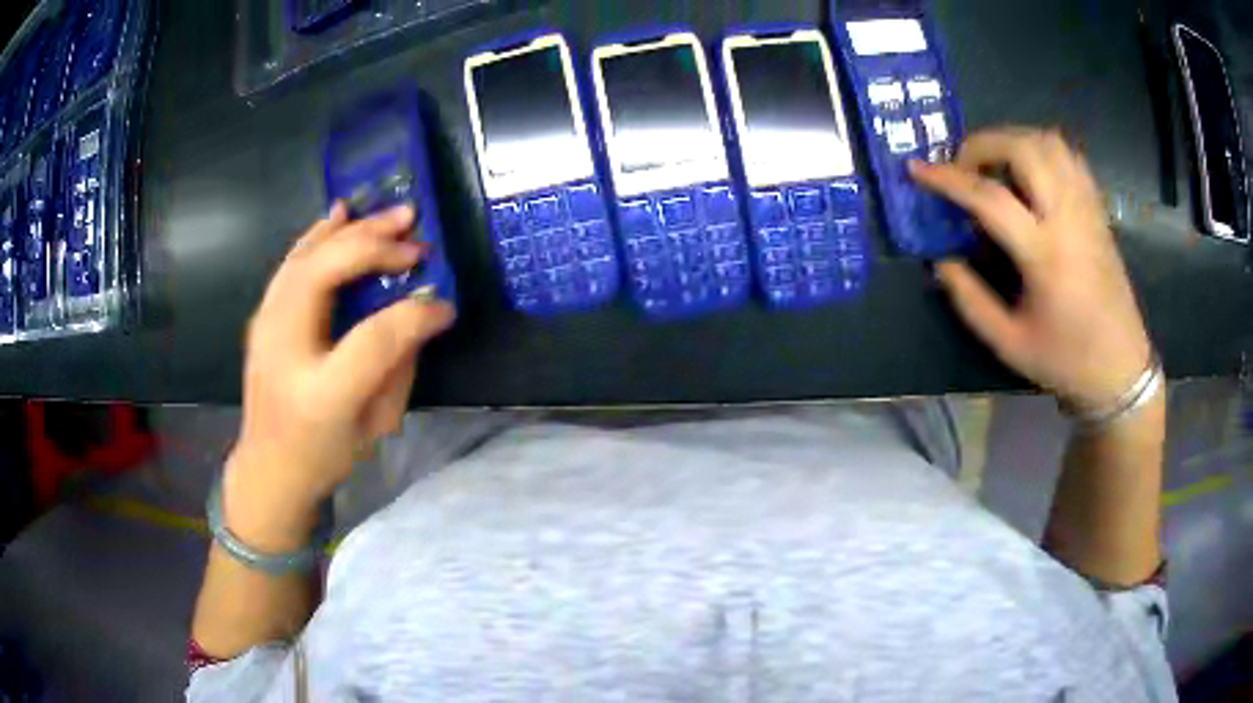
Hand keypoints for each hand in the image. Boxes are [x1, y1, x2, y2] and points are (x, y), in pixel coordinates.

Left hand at [224, 203, 454, 547]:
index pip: (374, 338)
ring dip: (351, 230)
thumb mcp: (375, 425)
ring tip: (391, 216)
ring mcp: (265, 327)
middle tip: (416, 233)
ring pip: (306, 257)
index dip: (415, 315)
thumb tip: (420, 315)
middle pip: (327, 273)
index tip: (444, 305)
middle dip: (375, 245)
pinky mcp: (262, 316)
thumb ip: (399, 366)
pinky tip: (340, 213)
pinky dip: (317, 233)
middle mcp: (285, 349)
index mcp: (321, 392)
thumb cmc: (325, 453)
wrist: (268, 468)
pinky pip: (291, 262)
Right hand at [909, 127, 1151, 411]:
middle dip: (983, 144)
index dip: (947, 179)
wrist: (1120, 368)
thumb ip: (969, 300)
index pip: (989, 197)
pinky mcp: (1097, 209)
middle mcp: (1068, 218)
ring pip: (1049, 142)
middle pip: (1022, 149)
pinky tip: (1030, 169)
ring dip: (1013, 139)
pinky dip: (1042, 149)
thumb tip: (940, 261)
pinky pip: (1069, 157)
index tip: (916, 169)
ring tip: (994, 162)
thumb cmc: (1065, 360)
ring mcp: (1086, 209)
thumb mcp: (1008, 343)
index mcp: (1044, 254)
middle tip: (963, 165)